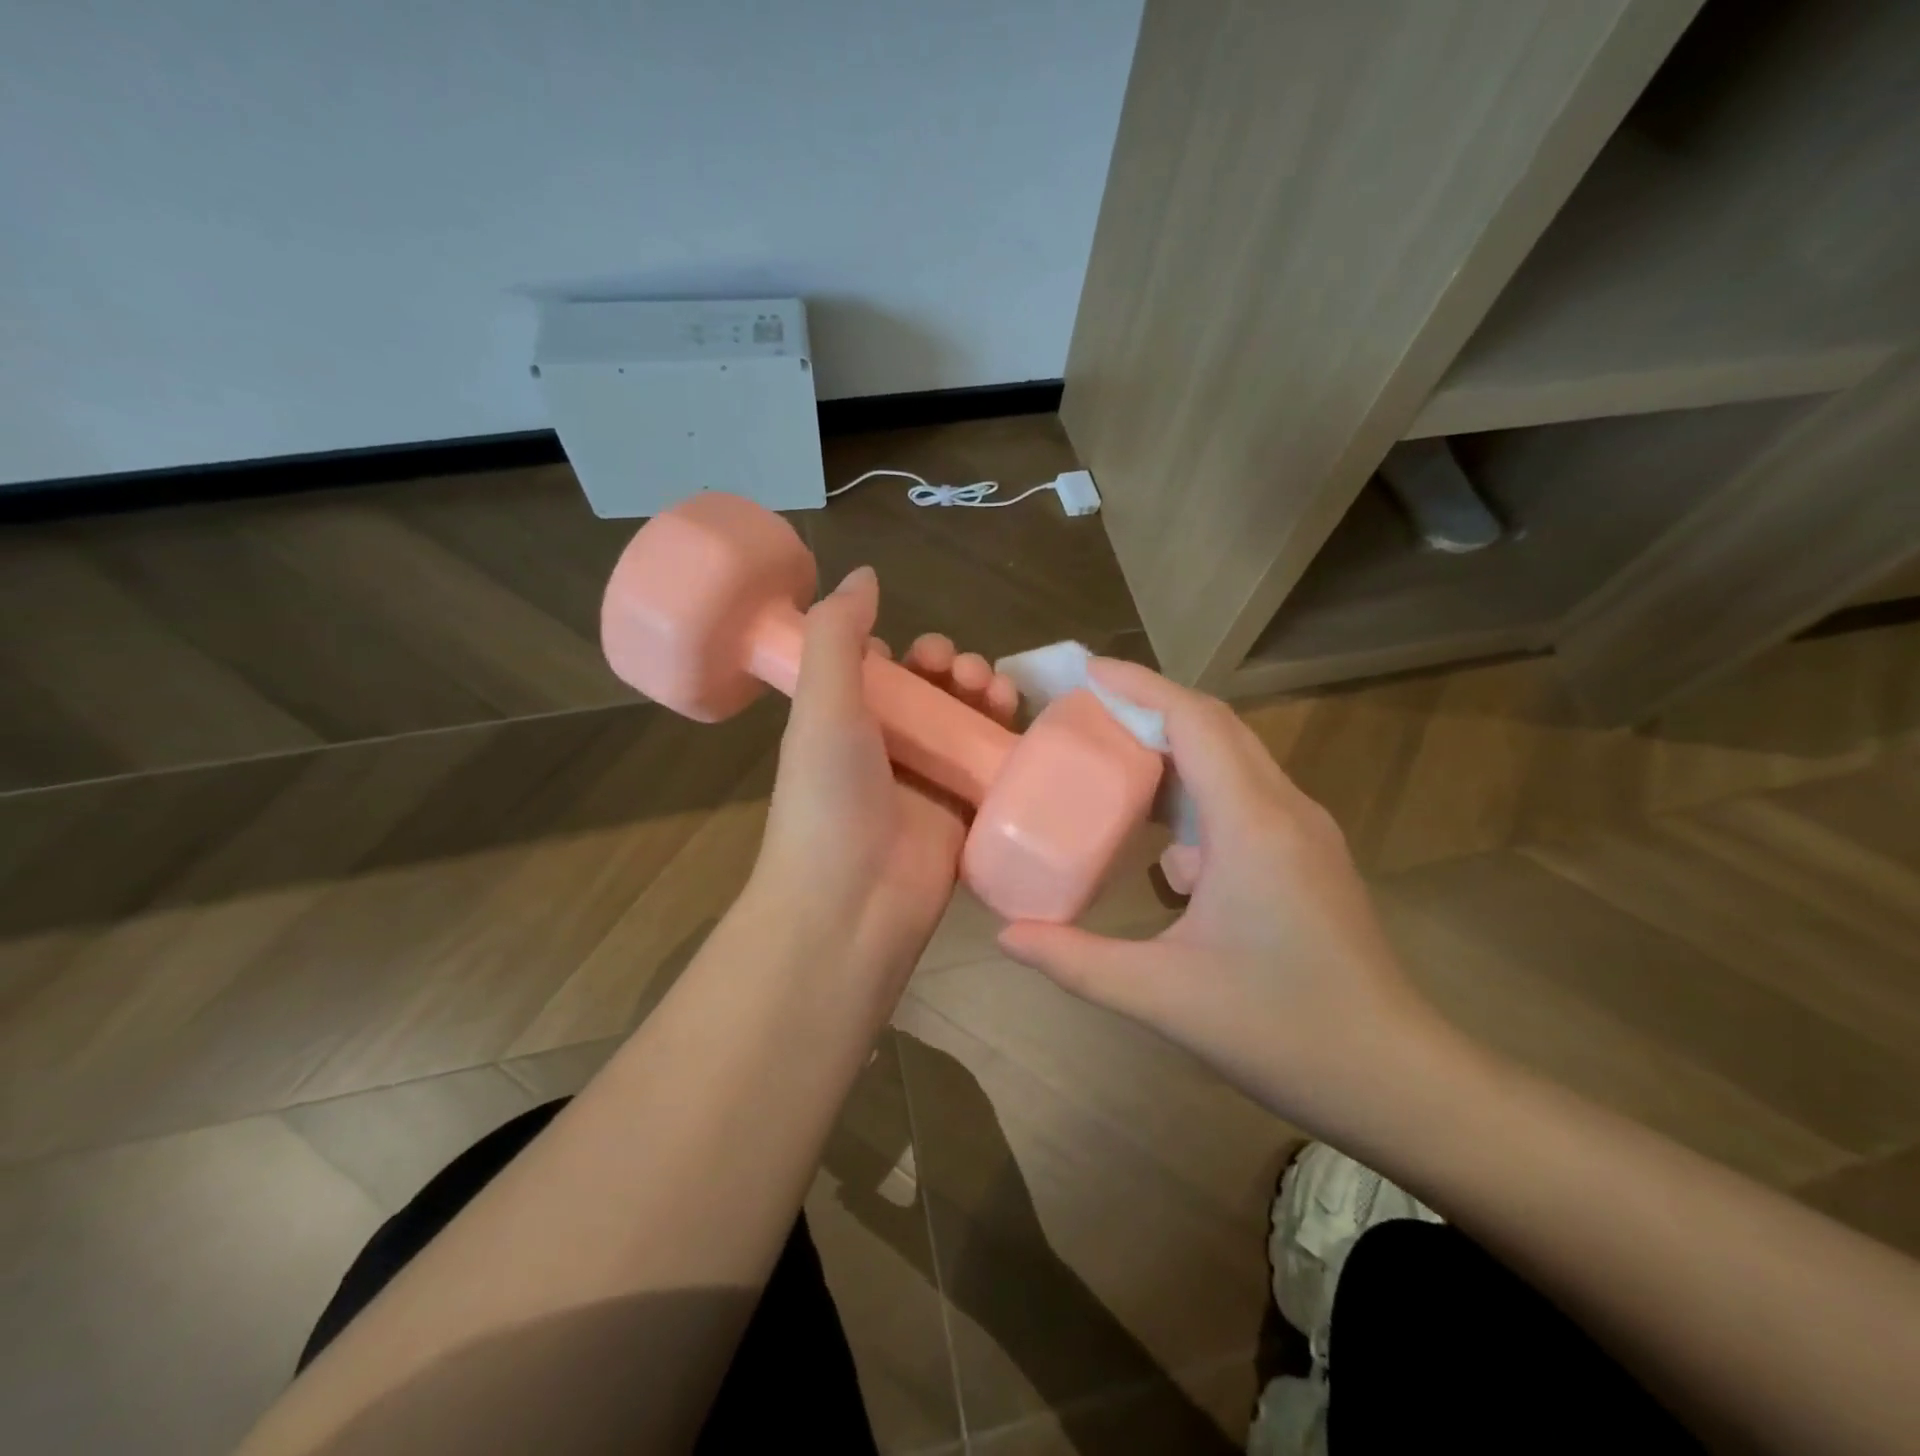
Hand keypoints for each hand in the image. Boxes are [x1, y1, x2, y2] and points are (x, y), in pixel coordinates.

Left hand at [748, 566, 1019, 988]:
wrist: (851, 904)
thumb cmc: (829, 797)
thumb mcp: (822, 706)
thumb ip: (837, 636)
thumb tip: (864, 573)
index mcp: (846, 721)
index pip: (885, 673)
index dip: (908, 654)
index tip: (924, 654)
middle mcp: (888, 748)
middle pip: (934, 694)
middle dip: (957, 672)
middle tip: (966, 674)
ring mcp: (928, 783)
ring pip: (967, 725)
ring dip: (986, 698)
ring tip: (995, 694)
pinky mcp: (965, 815)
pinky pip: (993, 766)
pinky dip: (1009, 743)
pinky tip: (1020, 729)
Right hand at [997, 658, 1457, 1136]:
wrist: (1395, 1080)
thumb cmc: (1281, 1031)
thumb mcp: (1163, 996)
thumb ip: (1076, 961)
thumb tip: (1007, 937)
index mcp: (1252, 824)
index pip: (1195, 721)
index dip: (1140, 687)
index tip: (1088, 671)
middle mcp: (1284, 809)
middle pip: (1216, 728)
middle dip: (1151, 709)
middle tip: (1087, 714)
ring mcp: (1304, 831)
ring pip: (1234, 761)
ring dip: (1175, 751)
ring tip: (1115, 764)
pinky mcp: (1308, 856)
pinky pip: (1245, 798)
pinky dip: (1198, 795)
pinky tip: (1166, 847)